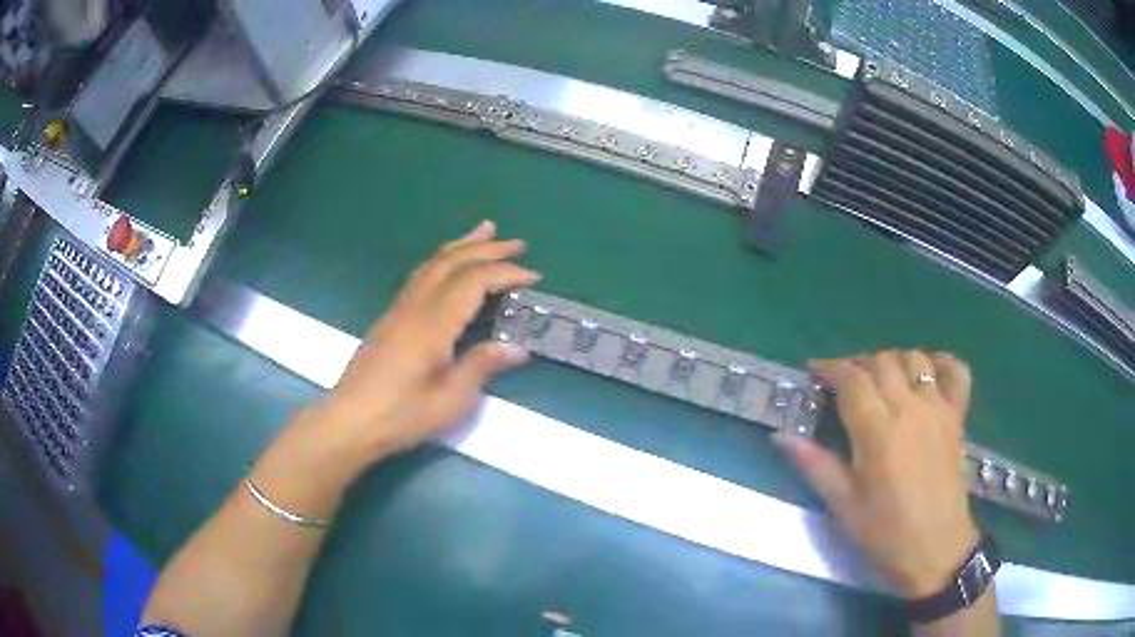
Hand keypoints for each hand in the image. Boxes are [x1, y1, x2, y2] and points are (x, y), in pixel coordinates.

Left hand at [308, 220, 538, 463]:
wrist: (350, 420)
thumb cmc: (402, 415)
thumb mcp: (450, 400)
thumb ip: (481, 367)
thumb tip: (517, 347)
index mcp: (433, 324)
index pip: (474, 281)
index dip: (506, 273)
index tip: (534, 277)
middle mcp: (416, 306)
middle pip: (453, 262)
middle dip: (488, 248)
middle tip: (518, 242)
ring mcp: (399, 308)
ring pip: (433, 263)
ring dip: (462, 245)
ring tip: (485, 231)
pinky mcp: (390, 317)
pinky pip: (421, 274)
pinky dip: (443, 259)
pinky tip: (449, 264)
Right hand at [773, 350, 978, 597]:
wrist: (935, 548)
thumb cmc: (885, 532)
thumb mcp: (843, 505)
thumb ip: (814, 464)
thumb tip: (779, 435)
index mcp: (878, 431)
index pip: (852, 379)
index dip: (830, 368)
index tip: (815, 372)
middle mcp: (910, 408)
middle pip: (882, 361)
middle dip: (858, 364)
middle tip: (844, 384)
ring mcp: (938, 408)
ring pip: (915, 359)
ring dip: (894, 361)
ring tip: (882, 380)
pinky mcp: (957, 416)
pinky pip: (956, 371)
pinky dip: (942, 363)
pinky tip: (929, 372)